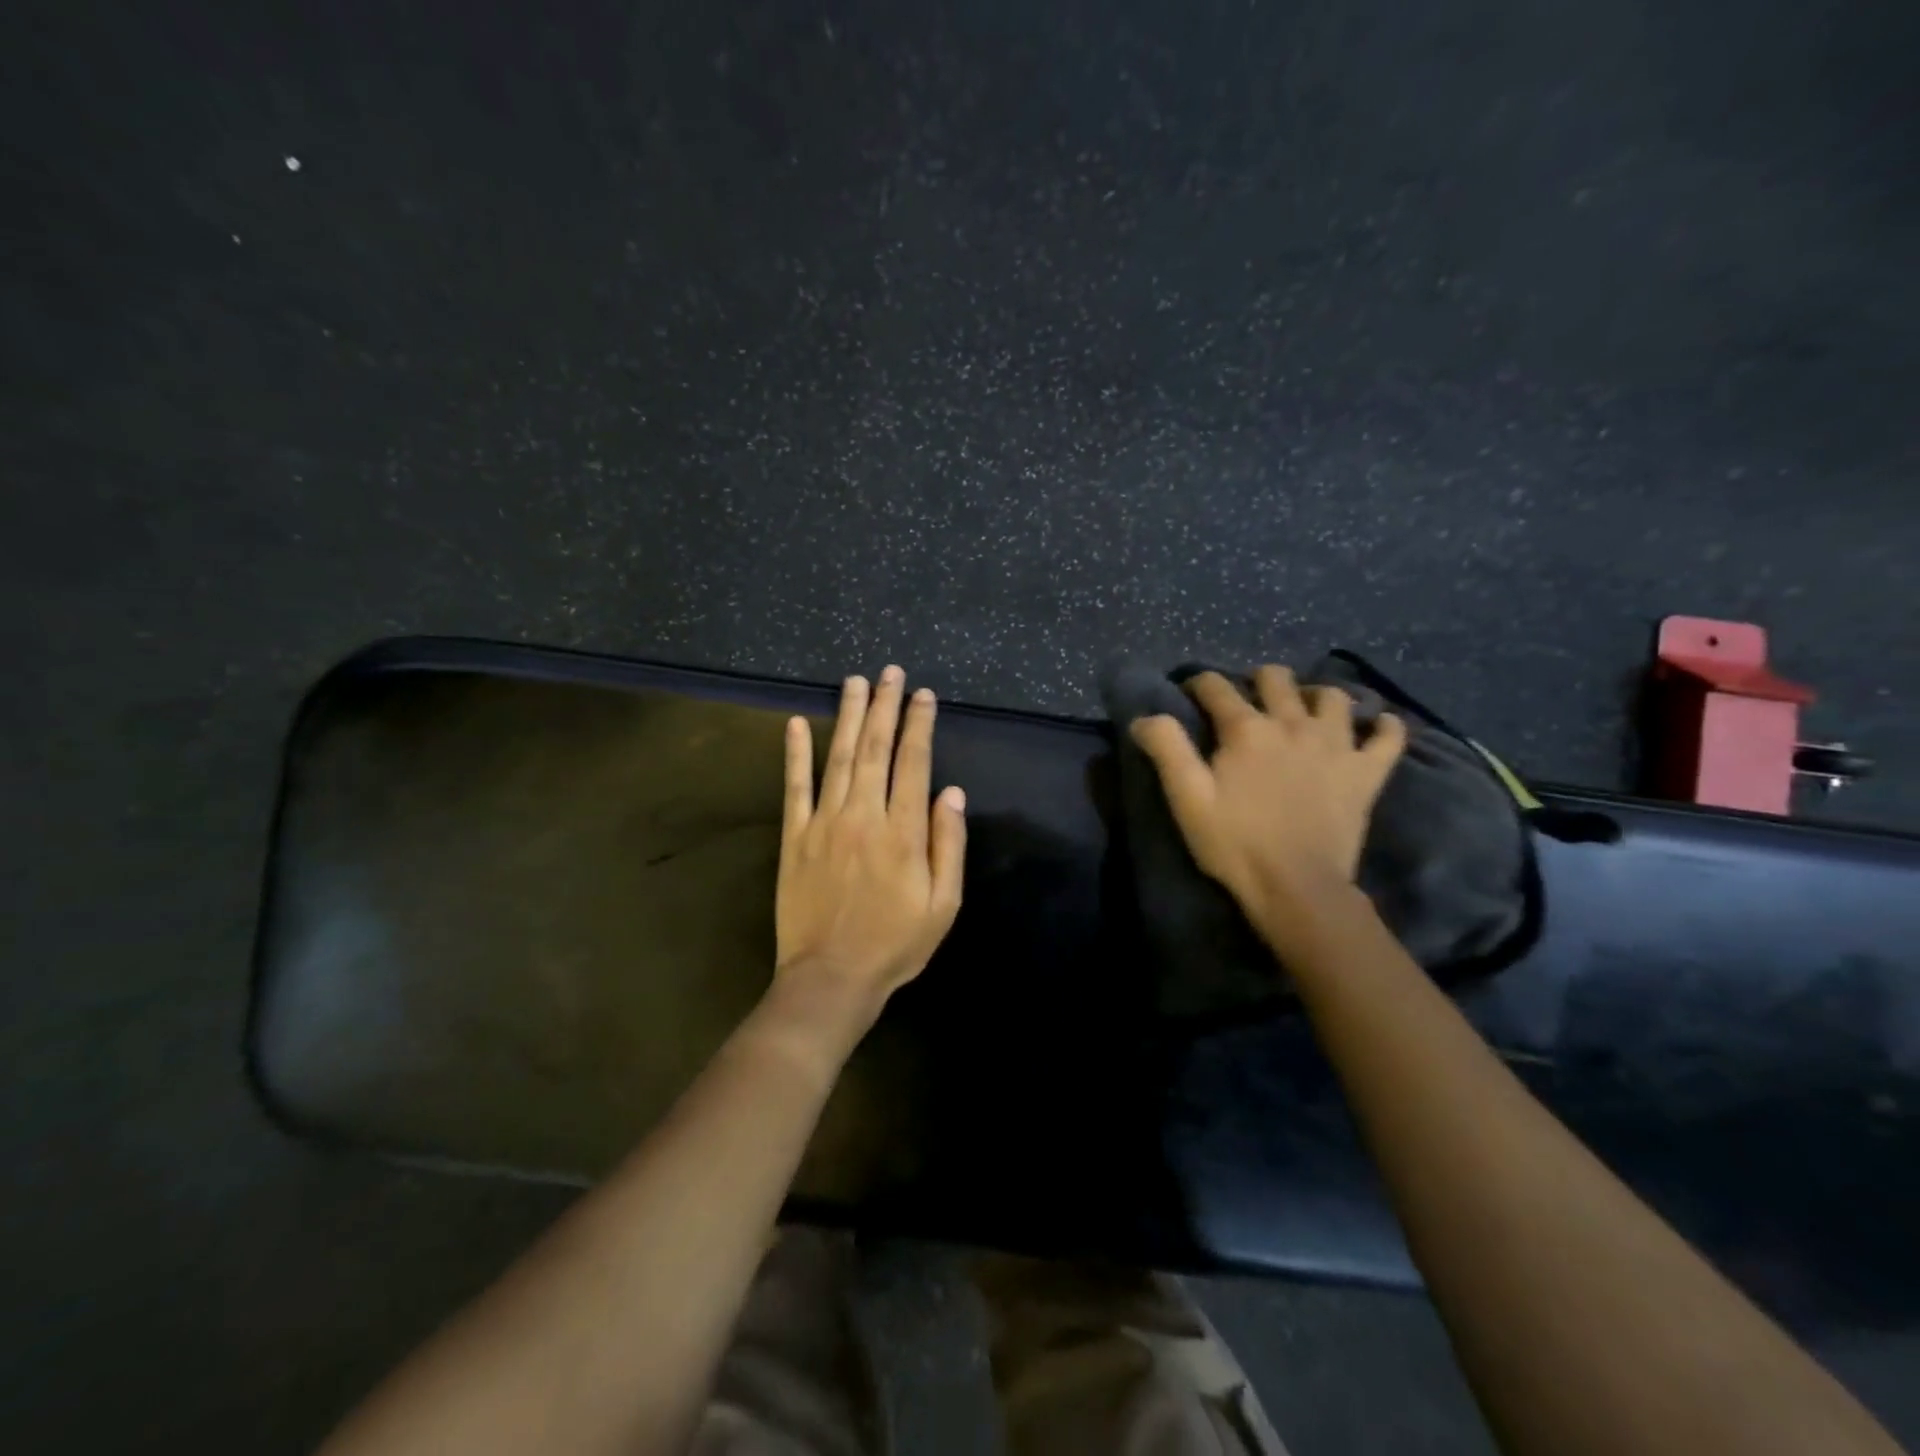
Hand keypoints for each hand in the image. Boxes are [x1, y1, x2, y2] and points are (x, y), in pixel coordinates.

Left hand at [774, 667, 966, 1033]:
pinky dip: (796, 753)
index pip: (913, 763)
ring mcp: (824, 823)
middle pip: (875, 748)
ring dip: (849, 715)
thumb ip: (948, 845)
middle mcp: (863, 815)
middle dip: (885, 706)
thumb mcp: (943, 905)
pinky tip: (798, 723)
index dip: (920, 725)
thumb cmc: (895, 944)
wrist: (831, 977)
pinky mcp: (794, 837)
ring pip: (839, 757)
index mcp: (902, 831)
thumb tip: (952, 792)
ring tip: (856, 682)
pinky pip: (795, 787)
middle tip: (890, 673)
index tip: (923, 696)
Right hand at [1131, 667, 1405, 950]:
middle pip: (1276, 679)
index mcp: (1246, 729)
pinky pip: (1389, 737)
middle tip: (1247, 702)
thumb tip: (1146, 716)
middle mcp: (1293, 724)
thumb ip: (1166, 749)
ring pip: (1333, 697)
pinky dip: (1384, 726)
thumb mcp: (1187, 799)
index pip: (1217, 687)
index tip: (1190, 692)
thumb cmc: (1235, 844)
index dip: (1199, 683)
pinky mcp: (1366, 773)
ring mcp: (1336, 746)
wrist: (1297, 888)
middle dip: (1256, 680)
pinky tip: (1376, 726)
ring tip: (1304, 710)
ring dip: (1315, 695)